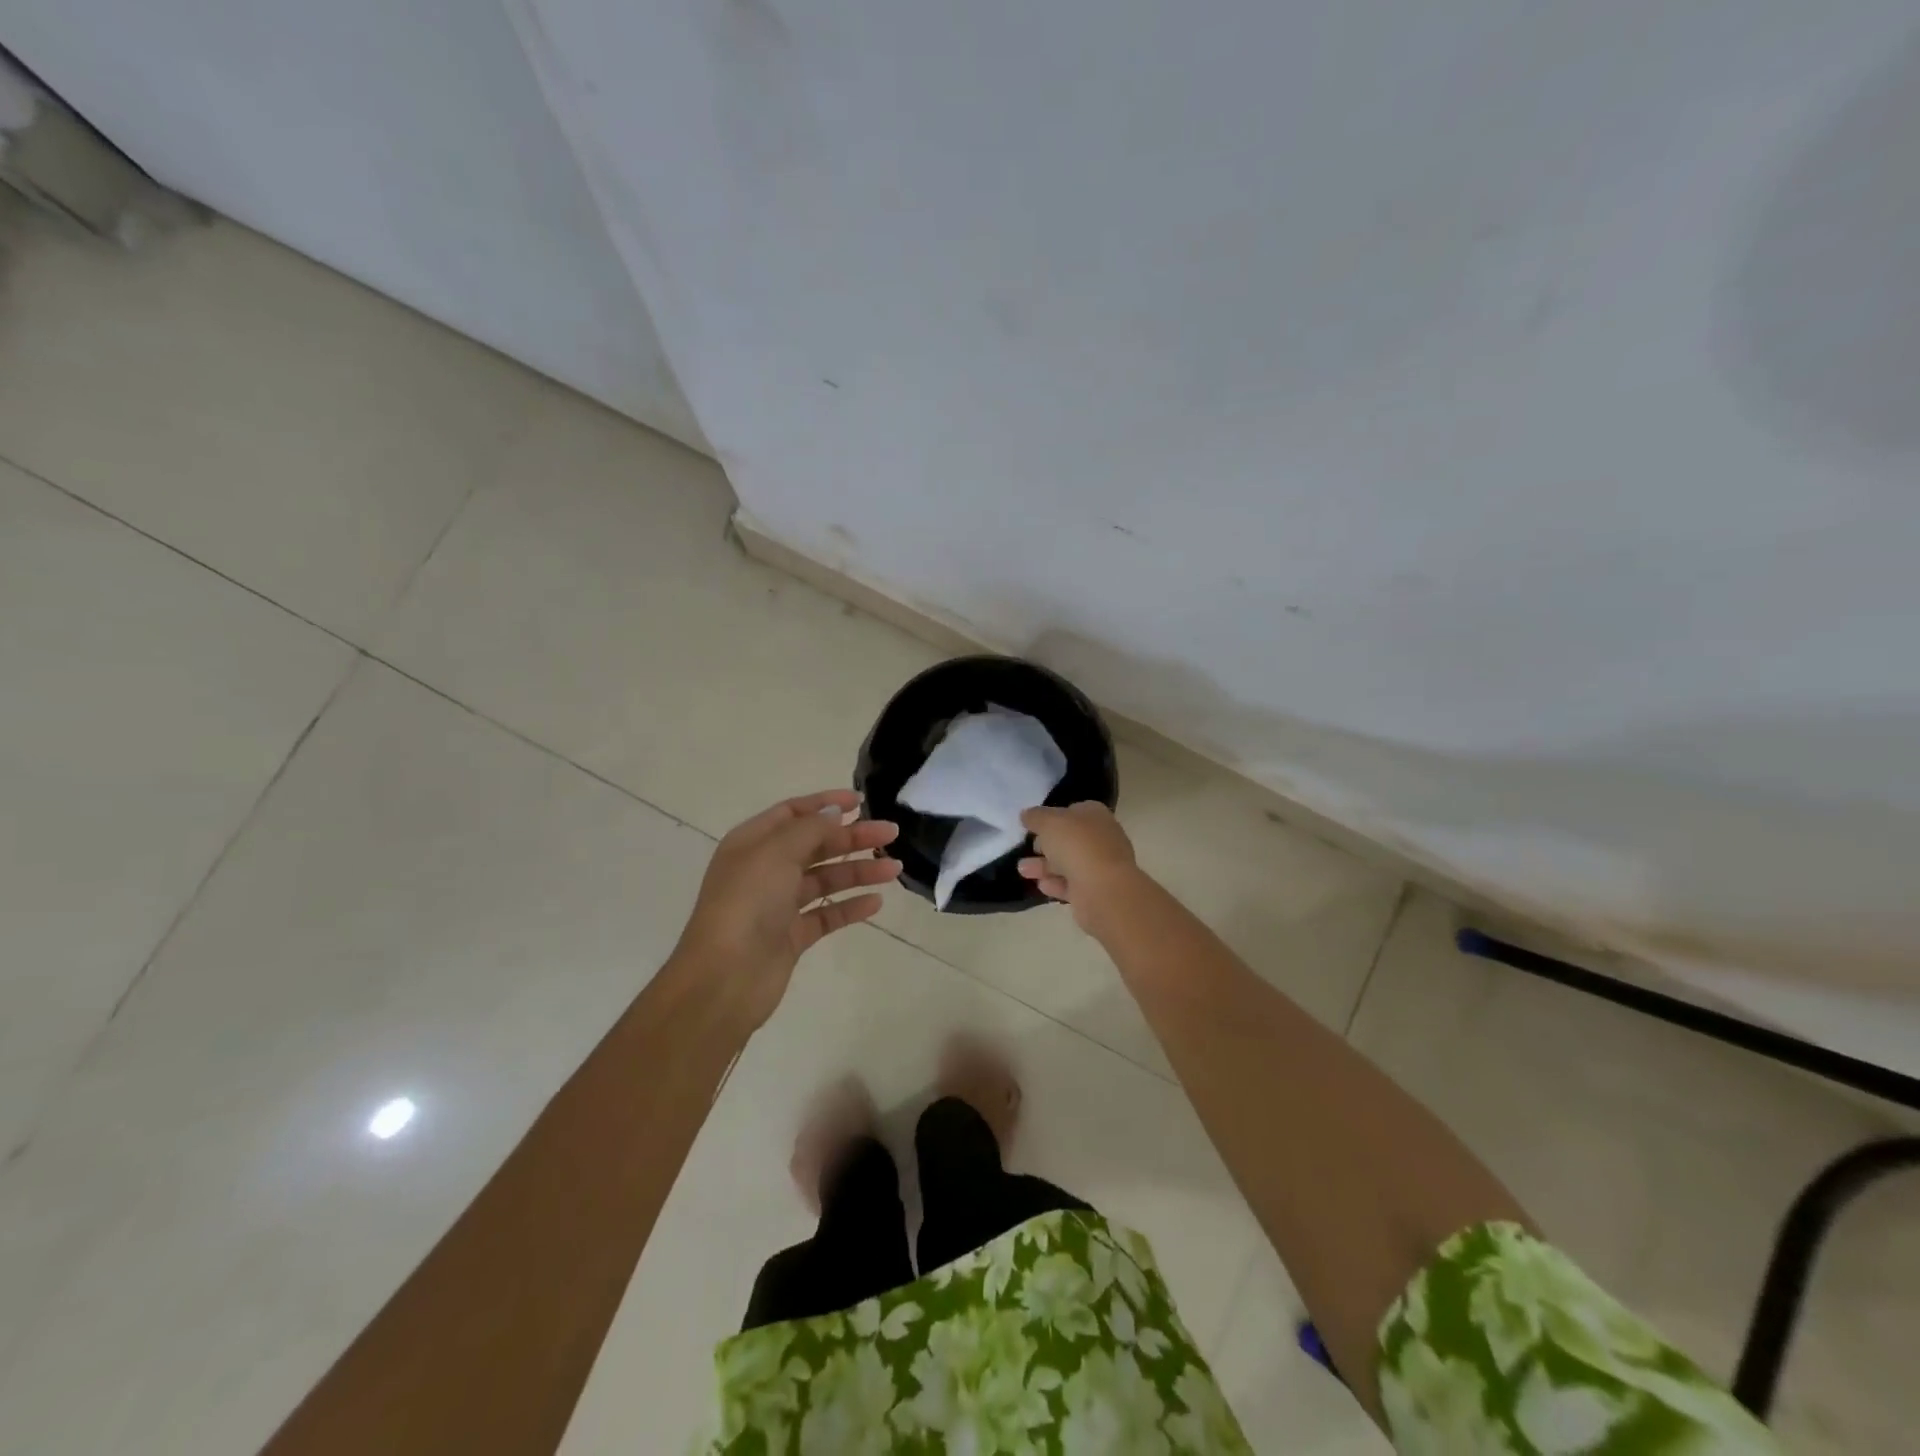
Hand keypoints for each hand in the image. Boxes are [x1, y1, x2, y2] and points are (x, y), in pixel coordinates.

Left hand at [674, 789, 900, 1025]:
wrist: (725, 977)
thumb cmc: (747, 903)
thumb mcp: (776, 853)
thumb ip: (809, 829)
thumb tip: (833, 813)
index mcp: (752, 843)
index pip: (793, 813)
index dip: (826, 804)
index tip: (861, 802)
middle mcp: (765, 870)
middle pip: (815, 845)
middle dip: (852, 838)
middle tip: (891, 834)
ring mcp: (778, 905)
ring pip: (825, 879)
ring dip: (859, 871)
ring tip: (894, 870)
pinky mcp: (792, 936)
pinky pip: (827, 914)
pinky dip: (850, 907)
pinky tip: (876, 902)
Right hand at [1018, 803, 1141, 930]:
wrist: (1103, 889)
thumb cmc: (1077, 845)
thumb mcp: (1049, 822)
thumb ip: (1035, 816)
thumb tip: (1027, 815)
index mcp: (1096, 815)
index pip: (1073, 811)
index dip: (1052, 816)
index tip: (1033, 825)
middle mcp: (1101, 838)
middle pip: (1069, 839)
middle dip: (1045, 844)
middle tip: (1028, 848)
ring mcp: (1100, 866)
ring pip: (1067, 863)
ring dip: (1044, 866)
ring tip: (1022, 870)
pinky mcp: (1095, 891)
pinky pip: (1071, 884)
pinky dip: (1055, 883)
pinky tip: (1041, 885)